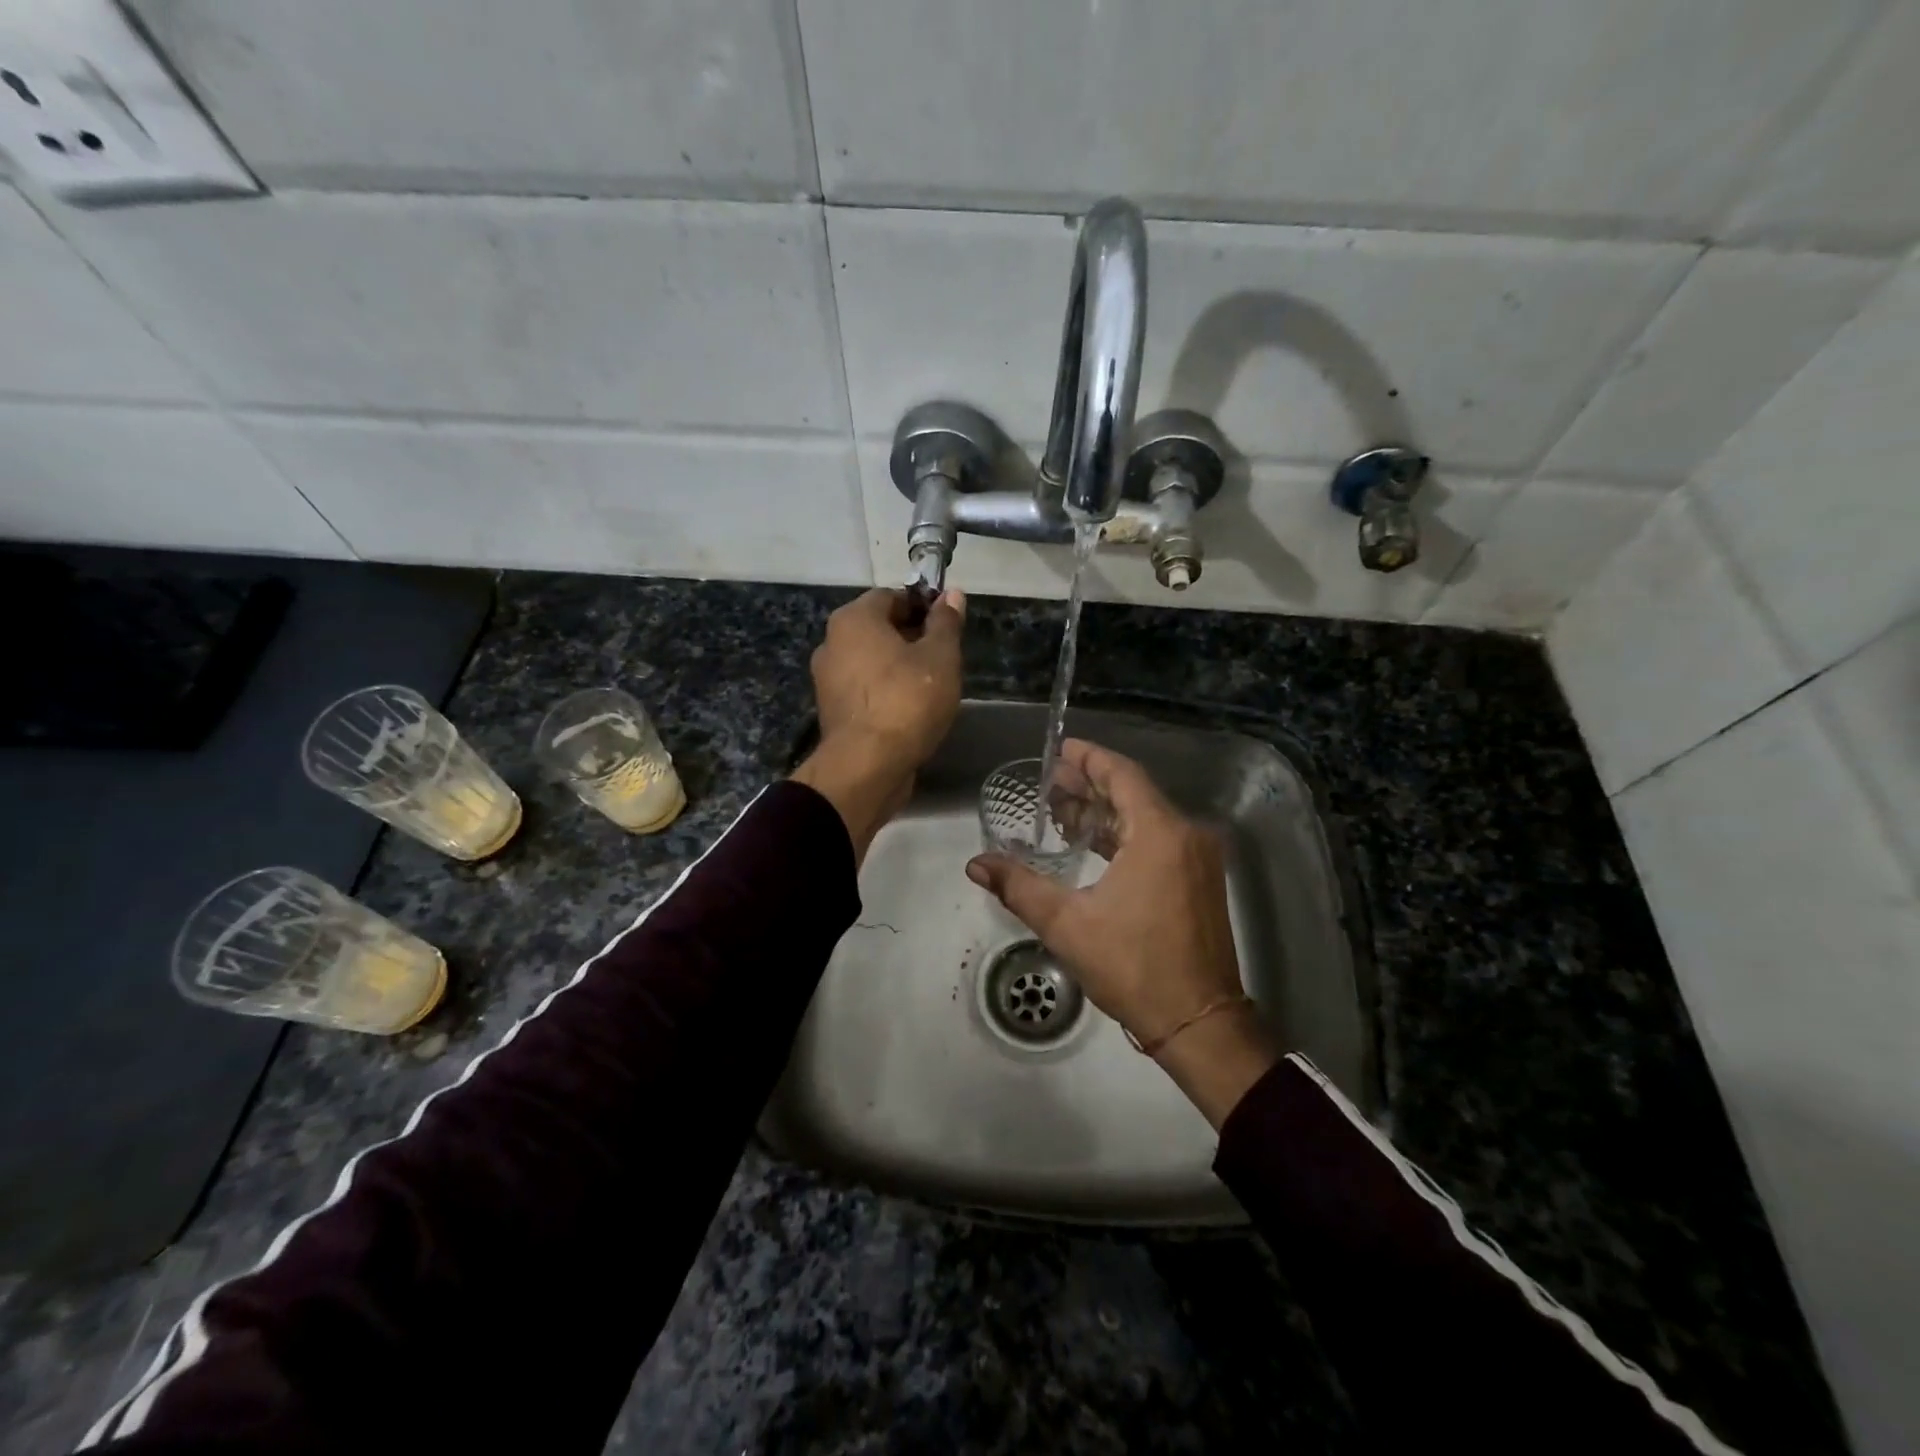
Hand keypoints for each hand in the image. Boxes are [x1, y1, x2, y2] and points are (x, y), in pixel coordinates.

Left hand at [792, 588, 964, 860]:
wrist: (868, 766)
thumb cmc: (907, 701)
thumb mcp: (940, 657)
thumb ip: (946, 623)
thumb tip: (952, 594)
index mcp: (853, 619)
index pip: (892, 596)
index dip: (923, 605)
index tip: (948, 624)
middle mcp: (832, 642)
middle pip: (879, 628)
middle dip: (912, 637)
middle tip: (945, 656)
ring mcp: (827, 679)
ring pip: (872, 661)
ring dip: (899, 667)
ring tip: (932, 686)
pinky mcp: (833, 712)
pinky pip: (865, 690)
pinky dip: (886, 692)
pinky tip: (911, 709)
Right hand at [966, 739, 1278, 1126]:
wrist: (1198, 1021)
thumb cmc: (1133, 967)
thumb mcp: (1067, 925)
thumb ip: (1020, 887)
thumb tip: (976, 864)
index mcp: (1160, 834)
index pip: (1122, 775)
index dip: (1090, 758)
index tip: (1061, 749)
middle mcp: (1186, 835)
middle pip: (1134, 793)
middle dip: (1092, 785)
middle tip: (1051, 779)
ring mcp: (1199, 858)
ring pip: (1147, 817)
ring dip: (1107, 811)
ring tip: (1064, 809)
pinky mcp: (1202, 880)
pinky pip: (1160, 840)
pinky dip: (1126, 835)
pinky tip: (1095, 843)